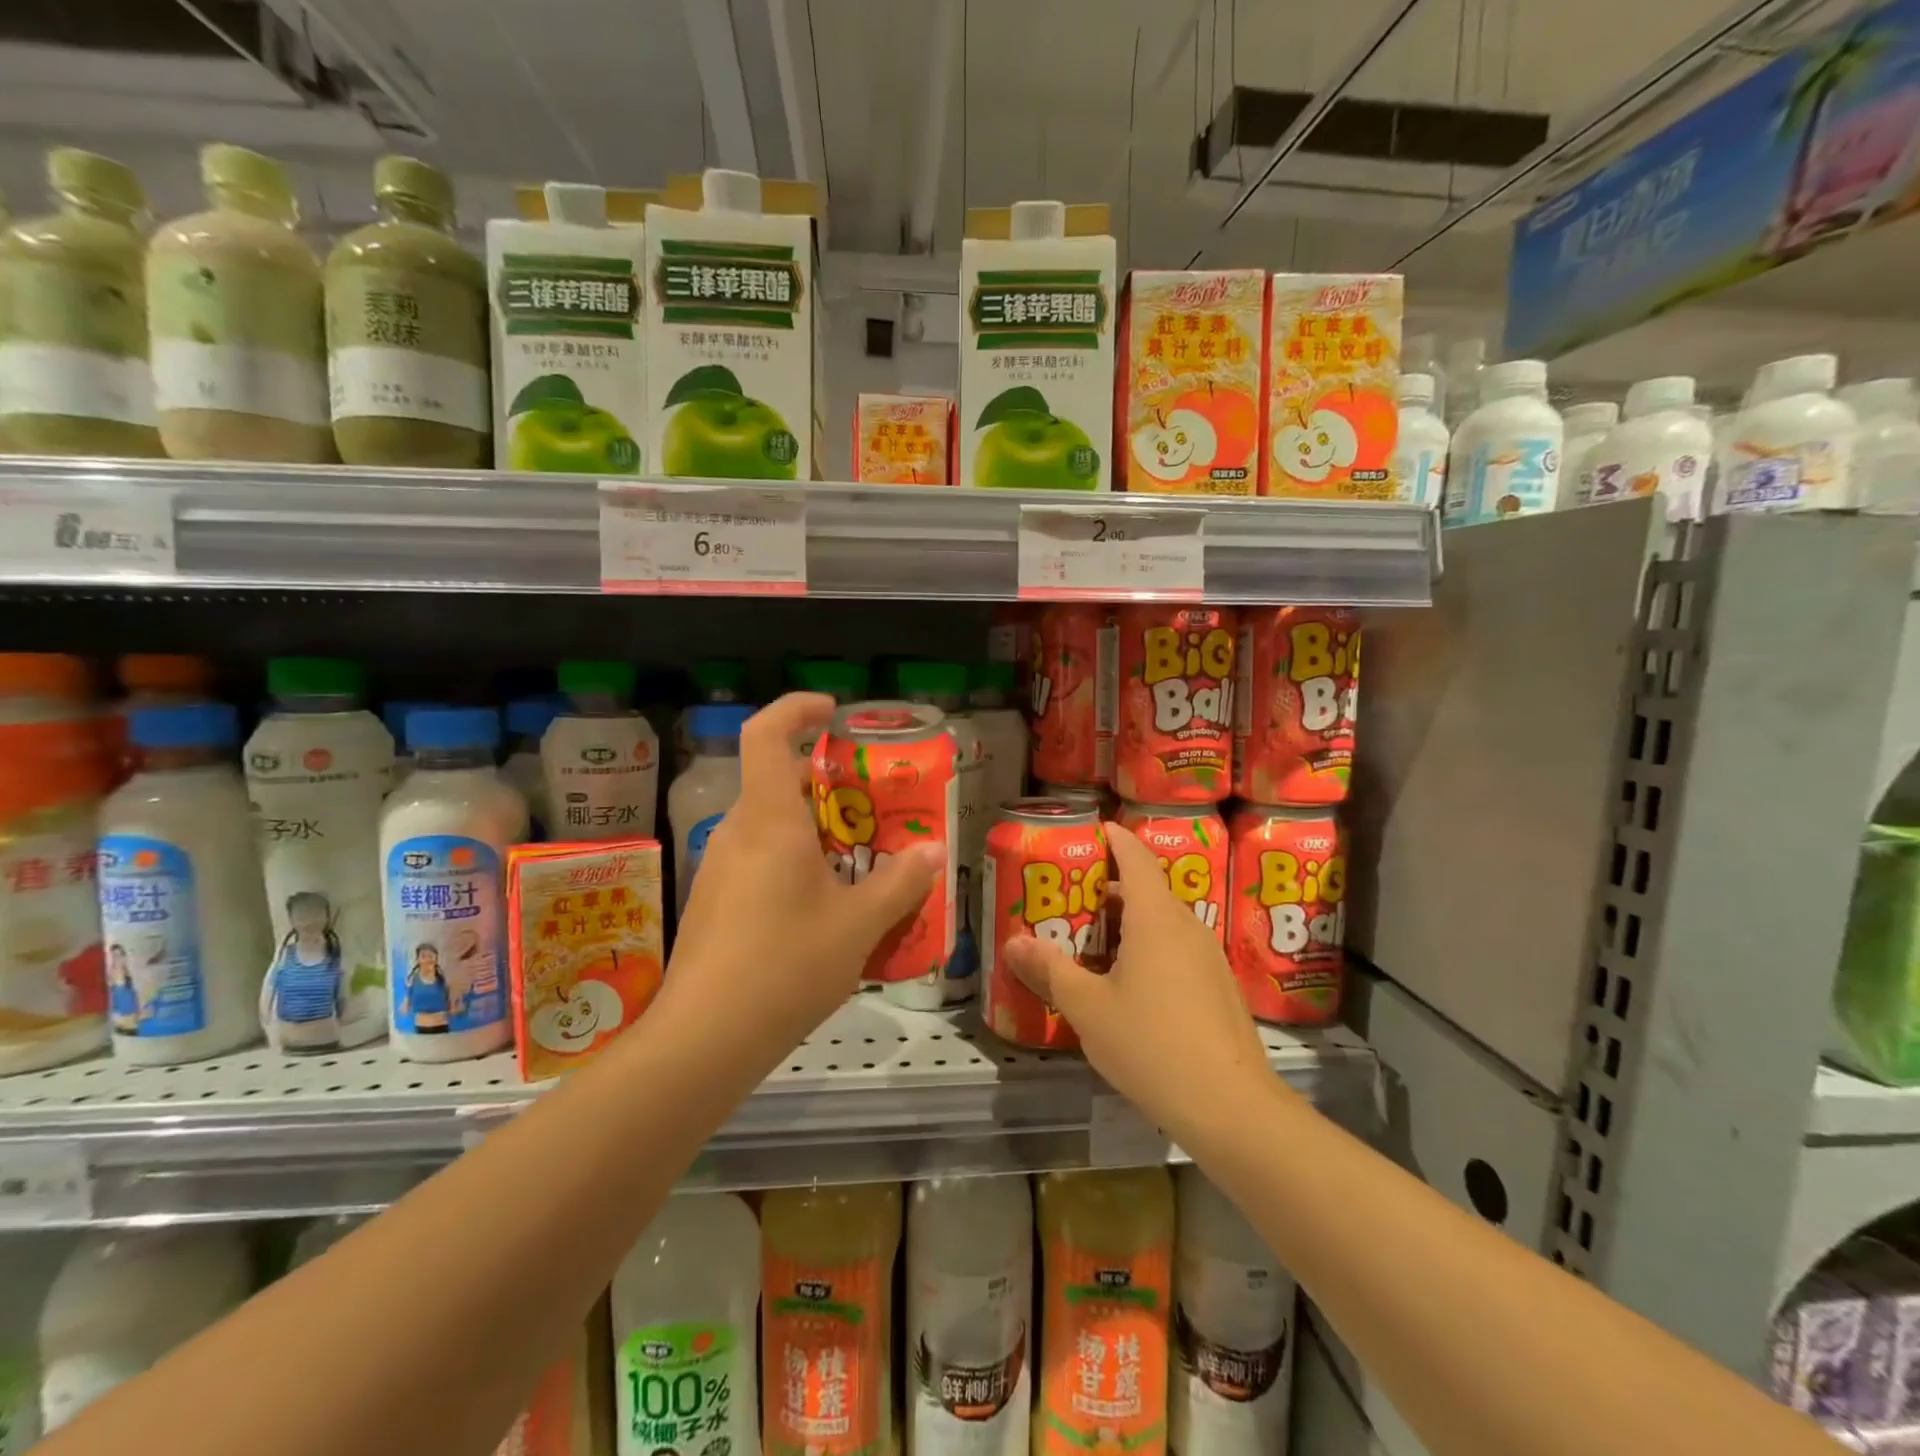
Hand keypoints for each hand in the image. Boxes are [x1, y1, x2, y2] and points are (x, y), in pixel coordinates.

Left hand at [660, 693, 943, 1067]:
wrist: (704, 1041)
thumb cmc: (785, 966)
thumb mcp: (858, 925)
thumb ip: (899, 883)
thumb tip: (931, 851)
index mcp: (769, 820)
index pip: (766, 734)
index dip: (797, 709)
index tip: (834, 712)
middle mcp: (738, 832)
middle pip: (775, 781)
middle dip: (825, 781)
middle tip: (872, 802)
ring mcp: (719, 869)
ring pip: (769, 825)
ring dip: (813, 828)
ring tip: (860, 859)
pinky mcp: (713, 903)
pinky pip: (758, 860)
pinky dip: (794, 862)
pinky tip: (824, 906)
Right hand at [1003, 822, 1273, 1144]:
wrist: (1231, 1107)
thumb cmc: (1152, 1044)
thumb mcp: (1087, 1008)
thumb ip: (1050, 970)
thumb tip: (1014, 942)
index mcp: (1156, 917)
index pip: (1134, 857)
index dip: (1113, 838)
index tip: (1090, 830)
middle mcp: (1186, 926)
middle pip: (1146, 890)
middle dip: (1107, 888)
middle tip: (1068, 899)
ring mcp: (1208, 957)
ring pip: (1161, 923)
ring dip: (1126, 923)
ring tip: (1088, 943)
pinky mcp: (1218, 987)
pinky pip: (1175, 950)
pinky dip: (1146, 949)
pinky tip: (1125, 984)